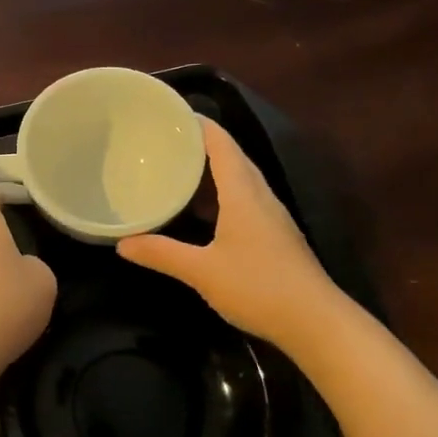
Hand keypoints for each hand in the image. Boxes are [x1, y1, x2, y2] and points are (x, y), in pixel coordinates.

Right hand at [116, 118, 340, 343]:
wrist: (314, 322)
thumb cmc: (258, 287)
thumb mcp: (202, 271)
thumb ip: (162, 254)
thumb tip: (122, 243)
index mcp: (244, 194)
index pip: (223, 145)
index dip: (199, 126)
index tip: (171, 114)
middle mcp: (260, 198)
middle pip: (232, 159)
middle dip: (201, 146)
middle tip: (165, 142)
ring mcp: (270, 218)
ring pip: (239, 182)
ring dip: (210, 173)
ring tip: (176, 171)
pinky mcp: (274, 238)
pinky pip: (243, 203)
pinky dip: (219, 198)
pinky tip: (200, 214)